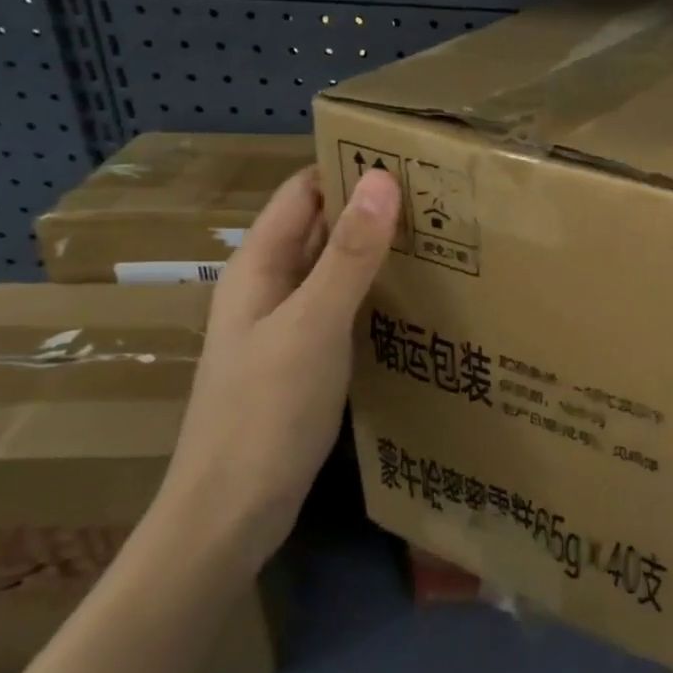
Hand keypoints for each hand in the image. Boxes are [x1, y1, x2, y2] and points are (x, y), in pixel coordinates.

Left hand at [155, 165, 400, 575]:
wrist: (230, 517)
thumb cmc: (264, 412)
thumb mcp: (313, 325)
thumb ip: (348, 254)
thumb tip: (383, 179)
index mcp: (259, 266)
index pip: (304, 191)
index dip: (346, 166)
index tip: (408, 154)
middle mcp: (271, 286)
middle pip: (322, 226)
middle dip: (372, 205)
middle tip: (441, 193)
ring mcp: (289, 324)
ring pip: (337, 266)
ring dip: (378, 248)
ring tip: (442, 234)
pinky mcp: (308, 358)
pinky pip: (346, 304)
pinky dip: (377, 289)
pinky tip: (418, 293)